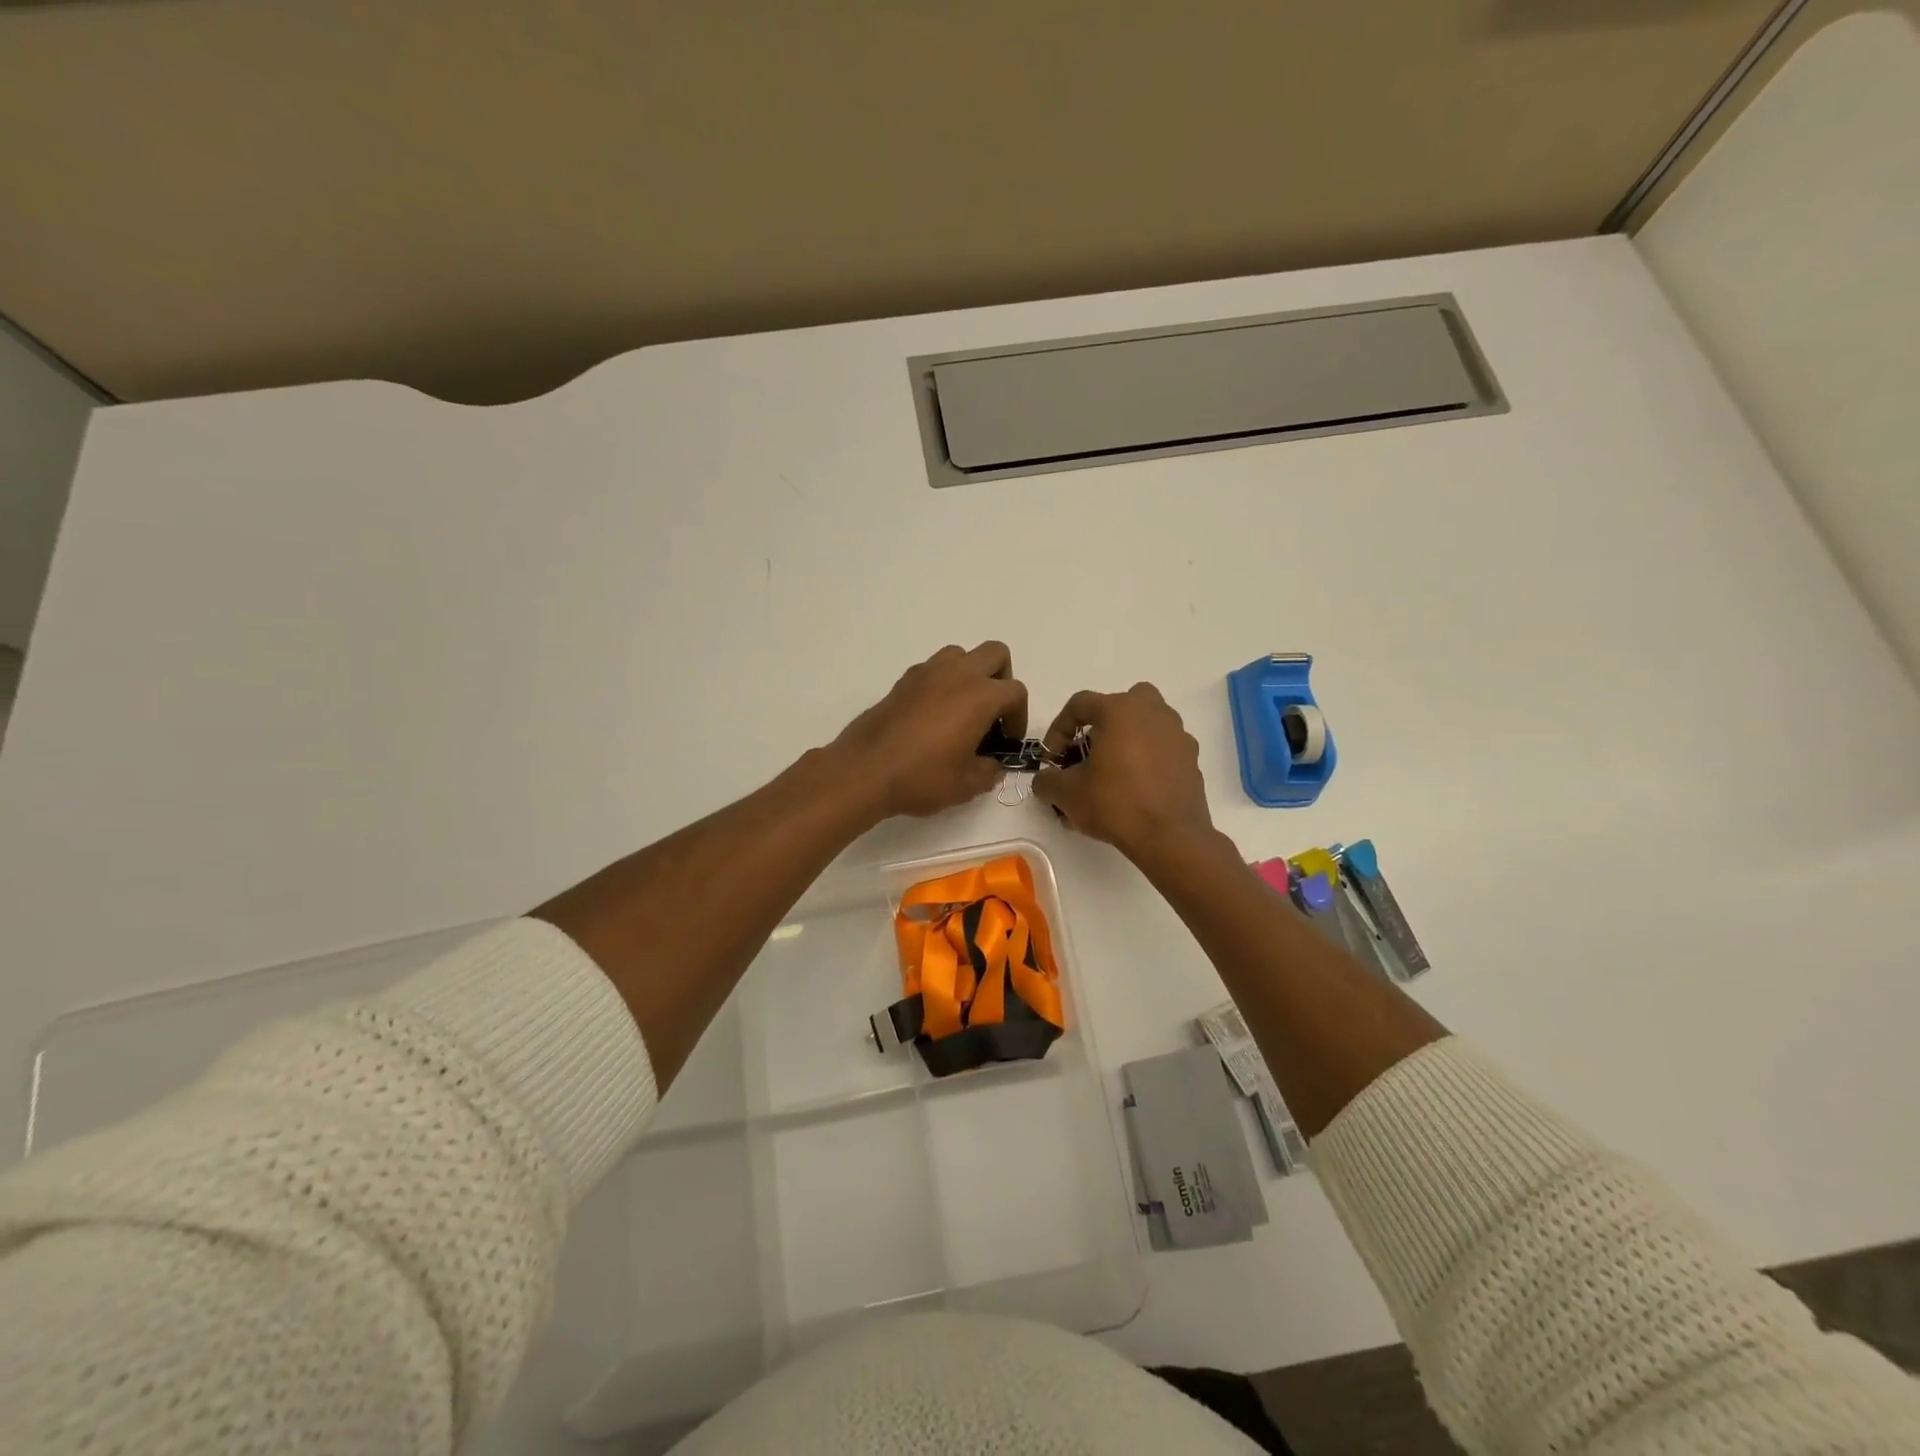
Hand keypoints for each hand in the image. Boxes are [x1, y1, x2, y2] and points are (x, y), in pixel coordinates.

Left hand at [831, 642, 1027, 818]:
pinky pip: (933, 669)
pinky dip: (942, 683)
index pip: (1016, 692)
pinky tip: (933, 716)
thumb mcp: (966, 785)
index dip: (1019, 717)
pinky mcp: (903, 681)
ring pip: (961, 655)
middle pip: (995, 654)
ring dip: (970, 675)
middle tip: (992, 714)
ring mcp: (927, 672)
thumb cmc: (922, 777)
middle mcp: (957, 674)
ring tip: (963, 710)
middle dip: (1001, 679)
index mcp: (980, 695)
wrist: (865, 770)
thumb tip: (992, 766)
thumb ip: (989, 772)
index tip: (1007, 741)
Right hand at [1033, 683, 1215, 862]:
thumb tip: (1045, 780)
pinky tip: (1135, 789)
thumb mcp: (1066, 793)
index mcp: (1120, 710)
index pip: (1079, 705)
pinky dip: (1147, 760)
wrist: (1170, 837)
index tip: (1052, 760)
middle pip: (1119, 705)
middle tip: (1087, 755)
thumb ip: (1047, 780)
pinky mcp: (1191, 759)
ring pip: (1145, 725)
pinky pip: (1162, 749)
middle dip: (1099, 727)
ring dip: (1125, 741)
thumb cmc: (1115, 803)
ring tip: (1110, 775)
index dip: (1058, 730)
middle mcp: (1152, 712)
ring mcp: (1177, 734)